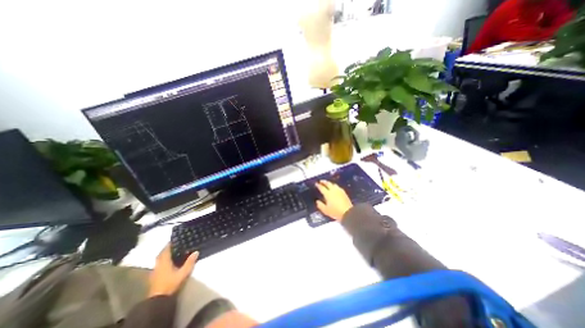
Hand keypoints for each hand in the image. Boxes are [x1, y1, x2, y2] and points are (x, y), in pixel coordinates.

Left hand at [149, 246, 198, 296]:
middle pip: (161, 254)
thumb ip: (190, 262)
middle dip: (167, 249)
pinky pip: (158, 265)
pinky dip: (162, 261)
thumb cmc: (171, 283)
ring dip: (164, 255)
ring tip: (172, 253)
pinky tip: (168, 263)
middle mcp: (158, 265)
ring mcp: (155, 271)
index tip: (175, 239)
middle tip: (175, 245)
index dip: (170, 244)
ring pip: (159, 260)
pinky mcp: (154, 277)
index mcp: (164, 262)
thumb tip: (196, 251)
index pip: (166, 249)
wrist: (158, 300)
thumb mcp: (183, 272)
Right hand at [315, 181, 351, 221]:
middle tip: (321, 181)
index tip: (316, 183)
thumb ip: (320, 205)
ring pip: (333, 184)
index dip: (318, 185)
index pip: (322, 188)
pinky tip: (335, 188)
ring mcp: (339, 191)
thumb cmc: (335, 212)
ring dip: (330, 183)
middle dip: (324, 182)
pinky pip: (338, 187)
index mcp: (328, 194)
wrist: (348, 213)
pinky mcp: (344, 193)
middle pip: (328, 183)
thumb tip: (317, 201)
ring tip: (328, 184)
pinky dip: (335, 186)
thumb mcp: (326, 210)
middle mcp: (333, 190)